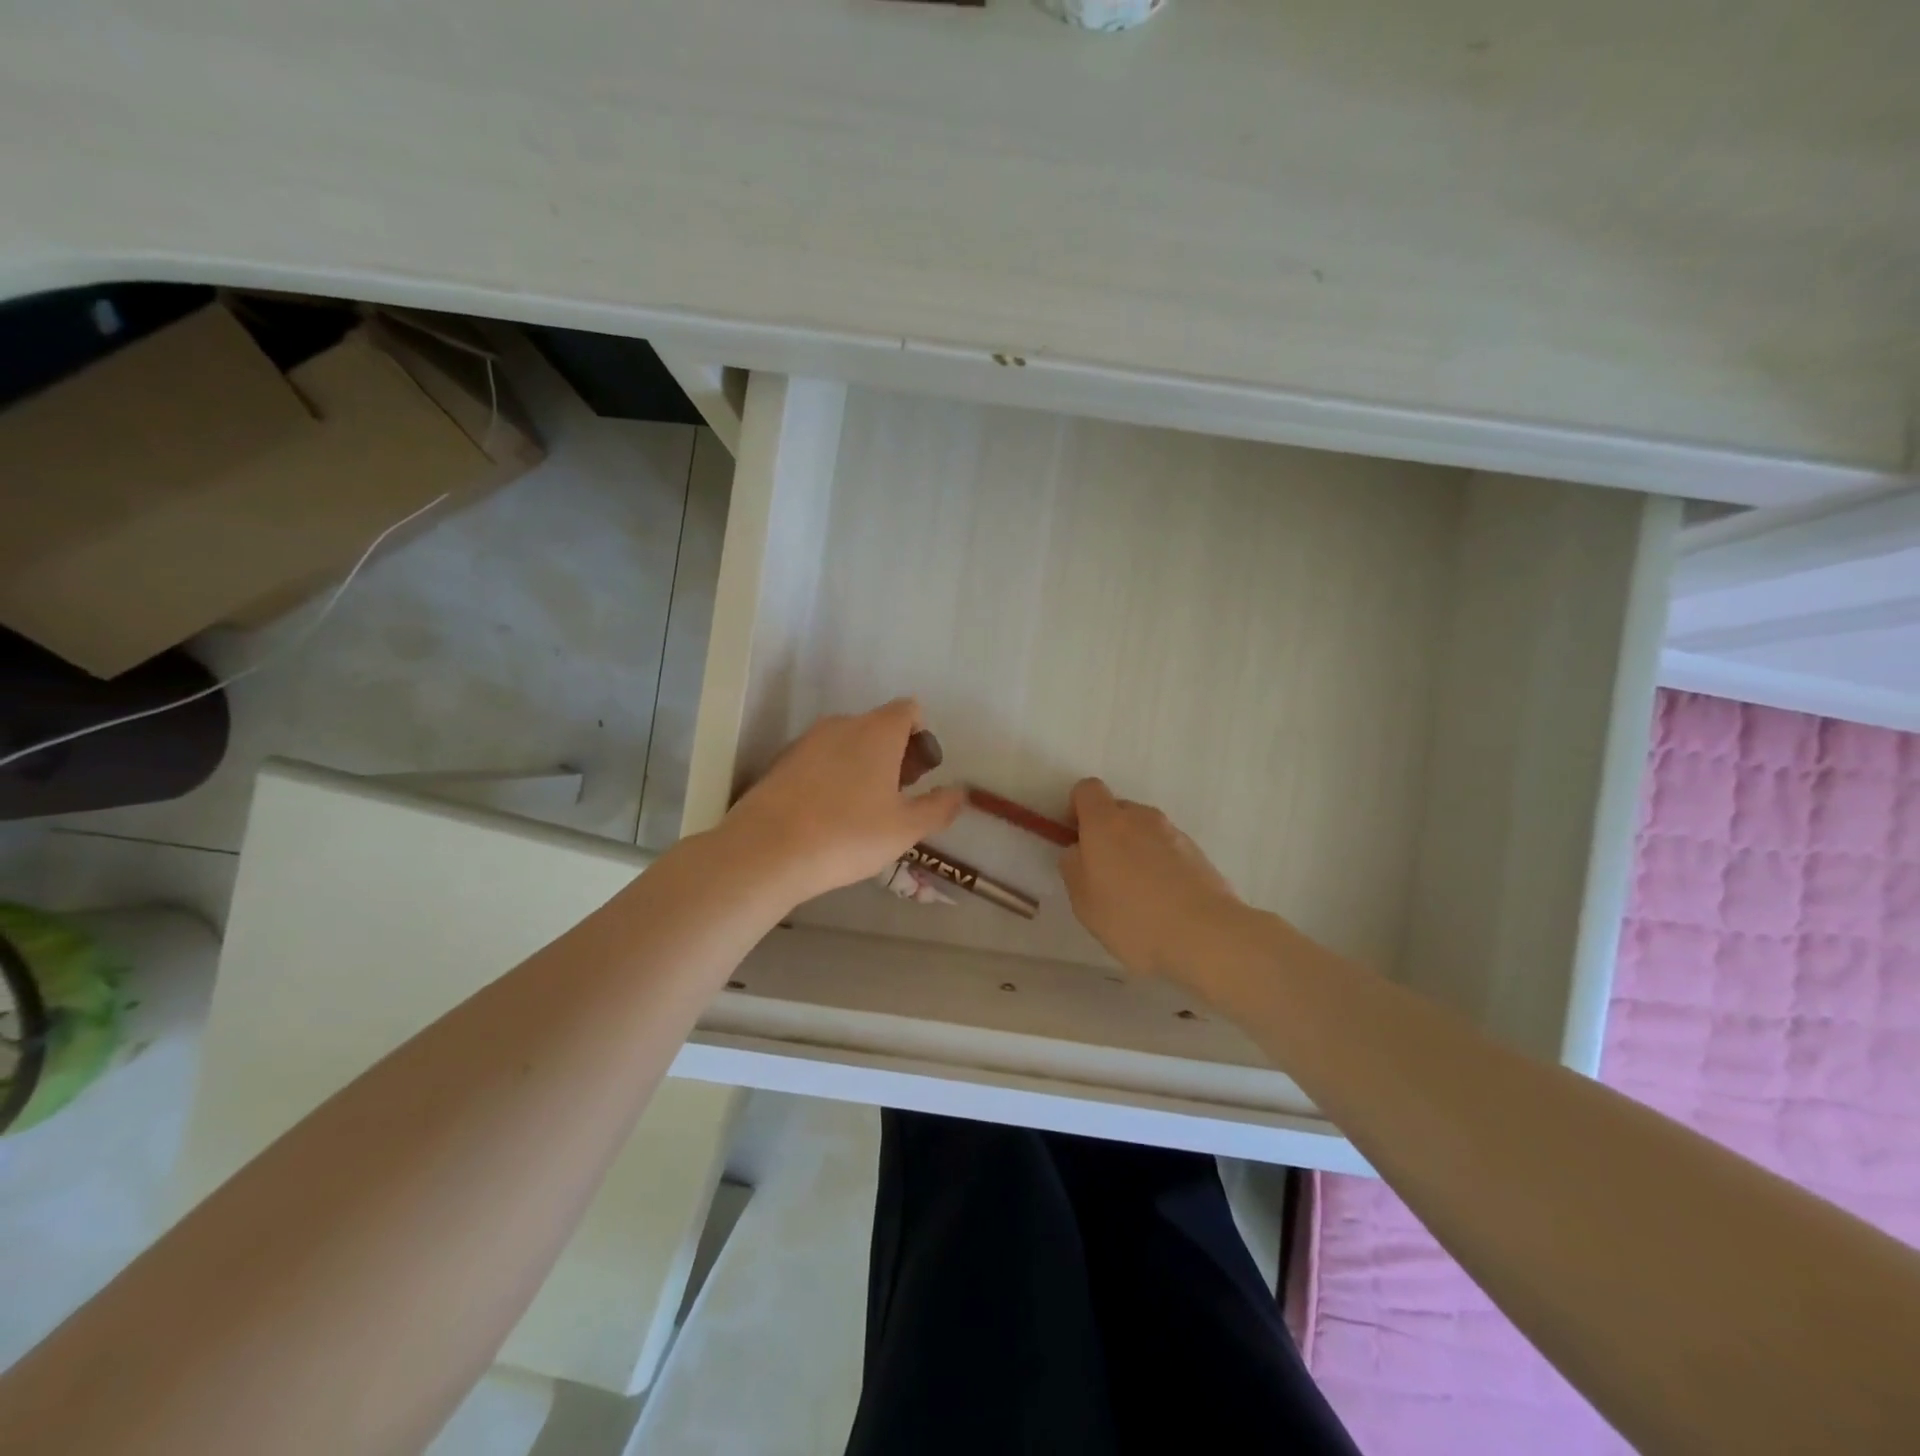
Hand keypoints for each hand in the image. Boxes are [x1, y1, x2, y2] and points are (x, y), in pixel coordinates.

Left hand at [722, 699, 963, 905]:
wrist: (767, 851)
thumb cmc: (848, 834)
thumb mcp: (905, 828)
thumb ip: (938, 808)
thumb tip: (960, 792)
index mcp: (878, 731)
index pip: (909, 710)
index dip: (921, 737)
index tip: (919, 775)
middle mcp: (842, 724)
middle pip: (878, 726)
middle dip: (894, 754)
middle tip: (896, 797)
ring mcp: (807, 741)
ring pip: (847, 743)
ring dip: (862, 765)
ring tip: (862, 810)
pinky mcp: (781, 762)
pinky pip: (819, 759)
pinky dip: (832, 776)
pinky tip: (828, 815)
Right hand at [1061, 778, 1242, 979]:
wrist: (1205, 935)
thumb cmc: (1132, 918)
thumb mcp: (1084, 902)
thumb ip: (1074, 868)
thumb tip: (1078, 851)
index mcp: (1106, 822)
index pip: (1087, 790)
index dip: (1077, 808)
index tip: (1077, 838)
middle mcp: (1141, 817)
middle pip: (1117, 810)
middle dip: (1107, 834)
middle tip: (1105, 874)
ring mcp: (1174, 833)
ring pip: (1144, 831)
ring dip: (1135, 850)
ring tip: (1138, 894)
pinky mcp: (1198, 852)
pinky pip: (1167, 849)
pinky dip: (1160, 865)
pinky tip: (1163, 901)